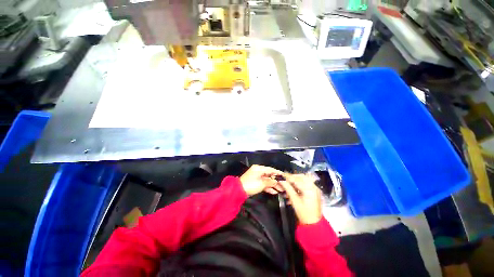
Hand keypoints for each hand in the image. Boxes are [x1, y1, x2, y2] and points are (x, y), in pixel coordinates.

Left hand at [240, 165, 284, 195]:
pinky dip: (268, 187)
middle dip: (276, 181)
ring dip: (273, 185)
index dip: (278, 173)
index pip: (270, 169)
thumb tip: (276, 181)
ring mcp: (256, 177)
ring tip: (281, 190)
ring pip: (267, 180)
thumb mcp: (262, 183)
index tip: (284, 176)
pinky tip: (274, 192)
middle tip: (284, 185)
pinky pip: (263, 184)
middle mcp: (258, 171)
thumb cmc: (251, 185)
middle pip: (269, 175)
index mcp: (259, 169)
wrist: (239, 191)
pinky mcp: (255, 183)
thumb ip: (270, 182)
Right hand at [279, 174, 321, 224]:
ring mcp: (315, 189)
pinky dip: (299, 184)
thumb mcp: (294, 200)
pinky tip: (293, 188)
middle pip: (301, 177)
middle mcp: (314, 187)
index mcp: (309, 188)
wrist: (314, 224)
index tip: (281, 175)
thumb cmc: (304, 213)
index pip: (297, 179)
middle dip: (292, 177)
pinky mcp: (314, 192)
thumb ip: (287, 188)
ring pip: (304, 179)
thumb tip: (281, 180)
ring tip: (288, 184)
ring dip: (295, 180)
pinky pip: (306, 184)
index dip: (288, 177)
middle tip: (284, 179)